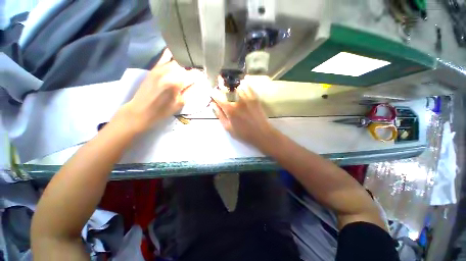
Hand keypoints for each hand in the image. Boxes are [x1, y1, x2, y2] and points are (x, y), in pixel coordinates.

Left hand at [114, 49, 193, 133]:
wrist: (141, 110)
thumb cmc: (163, 110)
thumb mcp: (181, 103)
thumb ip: (192, 91)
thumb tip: (200, 83)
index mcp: (177, 82)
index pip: (194, 74)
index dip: (201, 76)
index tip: (204, 79)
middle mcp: (169, 71)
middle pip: (187, 66)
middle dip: (194, 70)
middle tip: (196, 77)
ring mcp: (160, 67)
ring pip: (178, 61)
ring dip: (186, 65)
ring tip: (189, 71)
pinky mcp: (154, 67)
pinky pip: (165, 56)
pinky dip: (173, 55)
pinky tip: (178, 58)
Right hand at [212, 84, 277, 148]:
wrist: (261, 134)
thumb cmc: (243, 133)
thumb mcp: (228, 128)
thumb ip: (220, 115)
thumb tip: (213, 104)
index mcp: (229, 109)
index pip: (218, 97)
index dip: (213, 93)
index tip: (212, 93)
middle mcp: (237, 101)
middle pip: (227, 89)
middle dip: (221, 86)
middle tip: (219, 85)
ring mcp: (247, 98)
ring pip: (237, 86)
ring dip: (232, 85)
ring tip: (230, 85)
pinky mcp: (255, 98)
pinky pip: (248, 87)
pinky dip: (244, 84)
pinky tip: (242, 84)